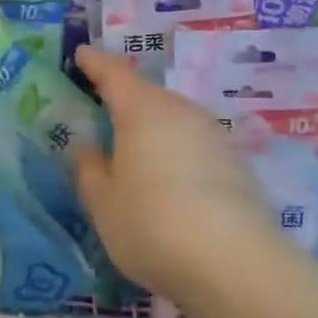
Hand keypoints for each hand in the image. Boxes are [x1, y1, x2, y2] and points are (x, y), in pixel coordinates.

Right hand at [71, 45, 282, 313]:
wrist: (234, 263)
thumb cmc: (151, 224)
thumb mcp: (103, 202)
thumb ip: (89, 169)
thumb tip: (87, 146)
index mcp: (142, 110)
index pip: (114, 73)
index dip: (95, 63)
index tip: (81, 54)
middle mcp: (182, 111)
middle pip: (148, 94)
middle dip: (124, 98)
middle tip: (102, 110)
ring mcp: (214, 136)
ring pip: (174, 119)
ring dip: (152, 128)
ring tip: (134, 150)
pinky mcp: (236, 164)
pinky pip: (194, 145)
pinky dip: (176, 152)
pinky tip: (168, 180)